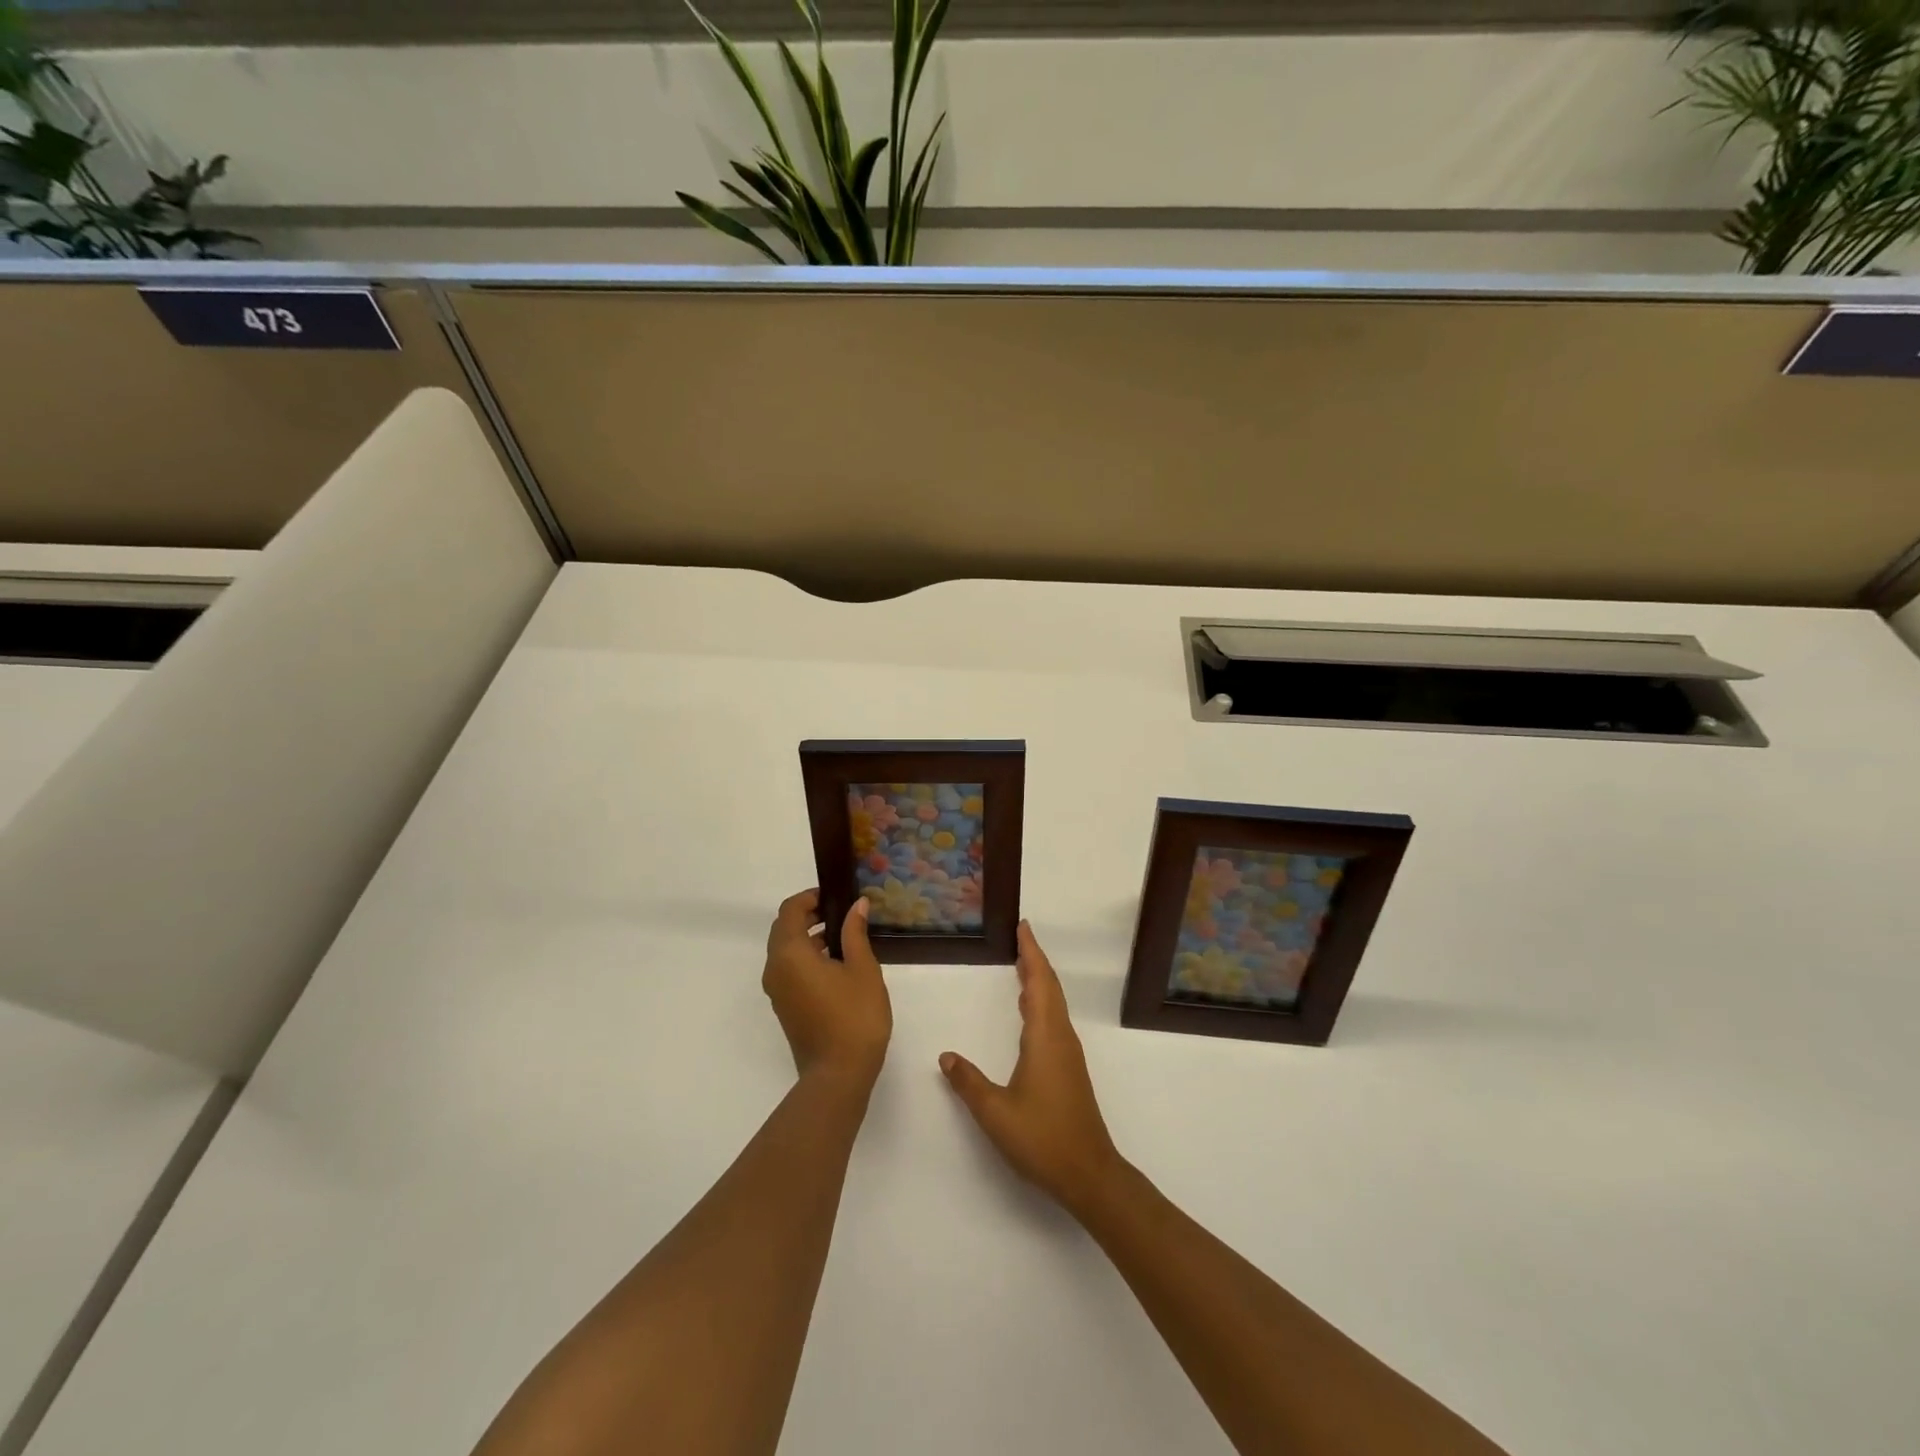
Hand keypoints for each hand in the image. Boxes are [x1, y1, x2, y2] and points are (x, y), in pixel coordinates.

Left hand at [763, 890, 891, 1088]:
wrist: (838, 1075)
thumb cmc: (854, 1017)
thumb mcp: (863, 969)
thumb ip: (855, 933)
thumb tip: (856, 905)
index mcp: (790, 954)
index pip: (790, 910)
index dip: (810, 897)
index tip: (836, 896)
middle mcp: (775, 968)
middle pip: (784, 928)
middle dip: (809, 915)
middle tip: (841, 913)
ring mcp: (776, 990)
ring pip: (785, 950)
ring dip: (808, 936)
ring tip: (843, 937)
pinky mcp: (784, 1006)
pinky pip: (788, 969)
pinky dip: (805, 956)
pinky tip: (835, 963)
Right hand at [939, 922, 1123, 1215]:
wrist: (1089, 1173)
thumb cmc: (1043, 1138)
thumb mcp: (995, 1112)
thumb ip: (968, 1082)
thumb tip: (945, 1055)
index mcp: (1045, 1038)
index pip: (1038, 983)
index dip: (1031, 953)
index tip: (1023, 927)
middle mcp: (1060, 1037)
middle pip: (1049, 987)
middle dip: (1035, 959)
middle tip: (1019, 937)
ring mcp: (1068, 1053)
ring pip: (1054, 1004)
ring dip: (1039, 979)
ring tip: (1021, 964)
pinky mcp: (1069, 1068)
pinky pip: (1055, 1019)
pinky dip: (1042, 1001)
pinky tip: (1030, 1011)